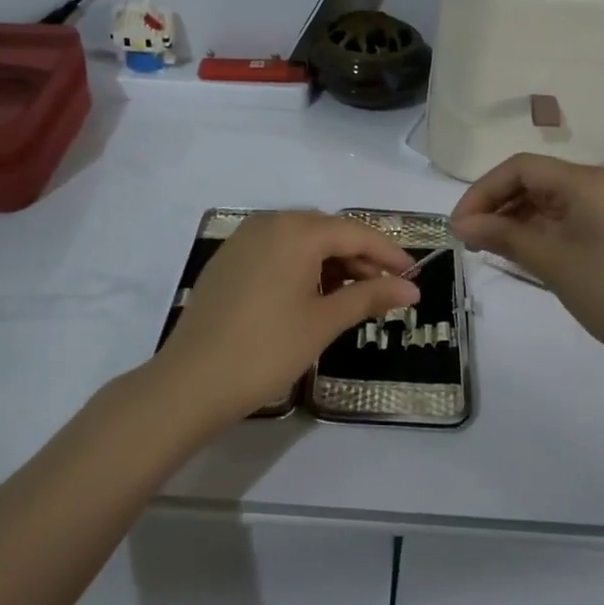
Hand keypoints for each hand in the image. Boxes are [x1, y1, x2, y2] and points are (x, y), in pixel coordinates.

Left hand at [153, 212, 419, 428]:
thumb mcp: (324, 322)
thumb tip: (411, 290)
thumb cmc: (266, 350)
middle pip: (328, 231)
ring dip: (331, 262)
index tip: (413, 276)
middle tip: (385, 289)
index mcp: (296, 231)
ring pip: (301, 240)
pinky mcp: (228, 259)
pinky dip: (302, 266)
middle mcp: (269, 222)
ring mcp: (243, 239)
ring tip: (352, 296)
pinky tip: (311, 295)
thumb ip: (370, 297)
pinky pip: (276, 250)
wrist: (190, 382)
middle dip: (360, 257)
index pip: (355, 232)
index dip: (389, 253)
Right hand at [451, 154, 603, 376]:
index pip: (519, 168)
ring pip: (543, 200)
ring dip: (511, 218)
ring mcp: (602, 208)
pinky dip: (533, 231)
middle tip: (466, 239)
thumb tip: (461, 224)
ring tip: (484, 247)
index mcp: (582, 181)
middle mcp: (592, 185)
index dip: (482, 191)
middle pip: (530, 180)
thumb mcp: (552, 261)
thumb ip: (504, 236)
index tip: (458, 225)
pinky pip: (560, 219)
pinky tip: (515, 252)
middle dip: (494, 204)